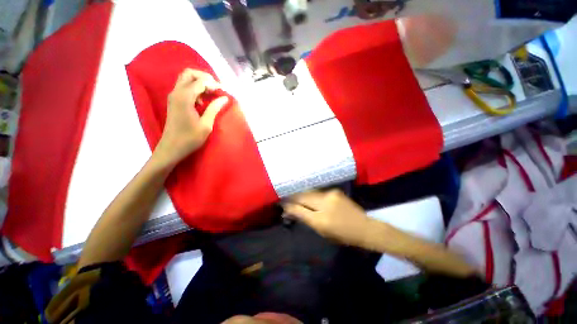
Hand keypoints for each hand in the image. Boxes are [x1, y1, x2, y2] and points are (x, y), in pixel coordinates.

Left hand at [154, 68, 228, 166]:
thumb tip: (224, 98)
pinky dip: (195, 89)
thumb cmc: (190, 138)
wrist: (172, 147)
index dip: (214, 84)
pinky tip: (202, 101)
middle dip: (204, 77)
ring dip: (199, 83)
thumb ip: (214, 108)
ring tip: (211, 94)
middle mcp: (176, 92)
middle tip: (216, 88)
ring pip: (186, 79)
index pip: (200, 81)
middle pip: (189, 73)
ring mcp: (173, 96)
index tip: (224, 91)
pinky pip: (184, 87)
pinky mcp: (174, 101)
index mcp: (184, 98)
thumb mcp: (206, 124)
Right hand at [282, 190, 374, 247]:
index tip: (280, 202)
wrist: (364, 227)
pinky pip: (318, 192)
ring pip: (310, 192)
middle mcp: (325, 202)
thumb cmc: (342, 234)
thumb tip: (289, 211)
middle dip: (292, 197)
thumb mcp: (322, 230)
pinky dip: (310, 194)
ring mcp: (330, 194)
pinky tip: (306, 195)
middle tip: (284, 198)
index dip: (288, 205)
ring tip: (293, 196)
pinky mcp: (334, 191)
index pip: (300, 208)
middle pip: (303, 196)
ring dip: (301, 194)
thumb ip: (304, 218)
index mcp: (321, 217)